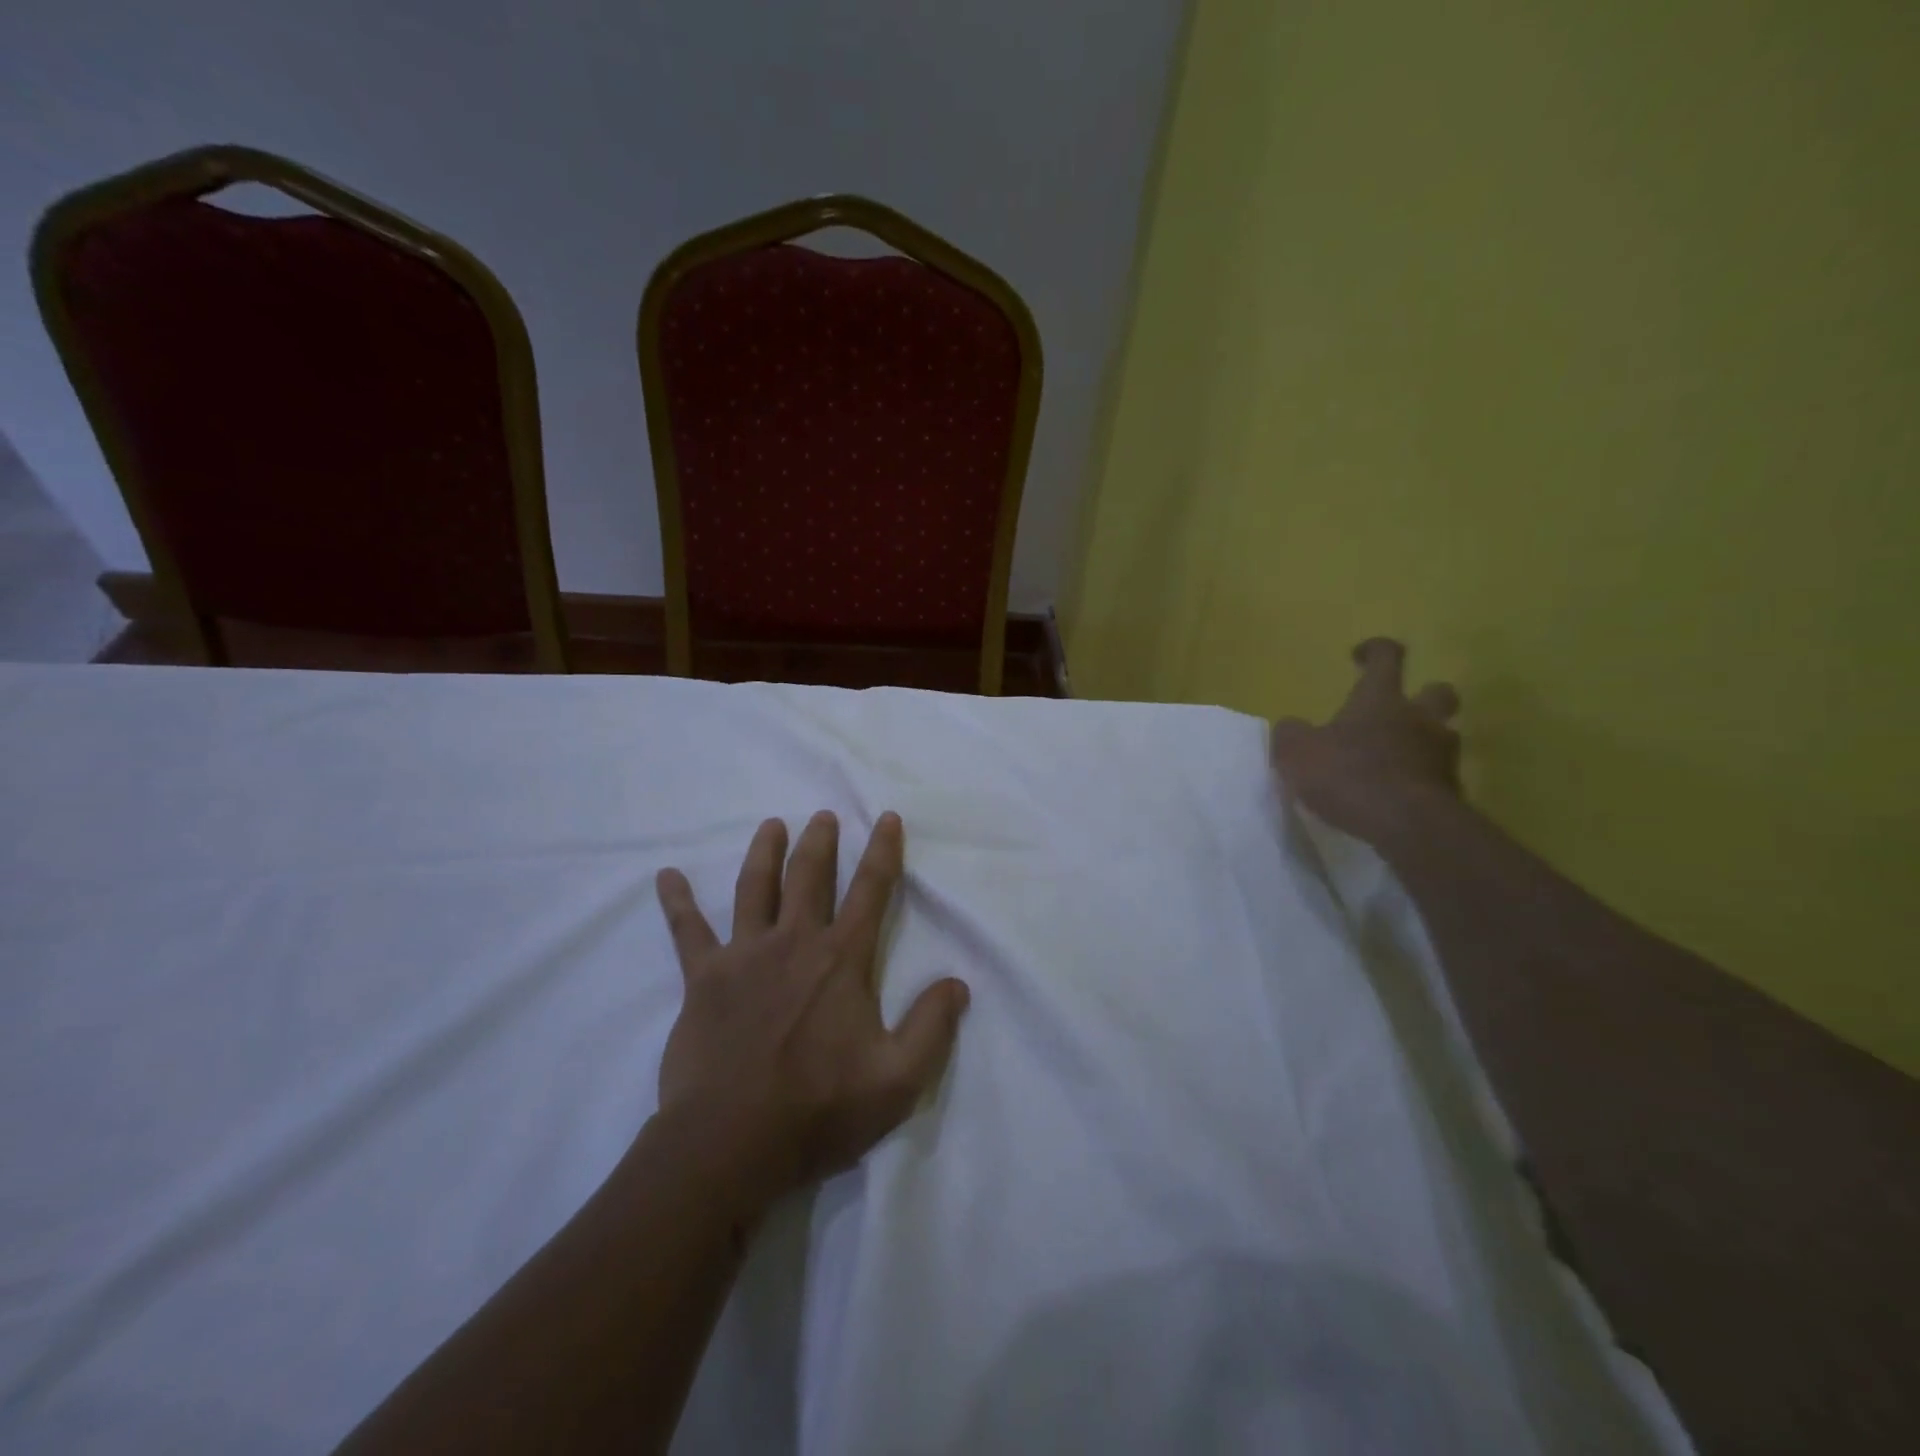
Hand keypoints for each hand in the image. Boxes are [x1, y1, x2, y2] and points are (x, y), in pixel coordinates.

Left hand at [654, 811, 969, 1204]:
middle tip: (824, 816)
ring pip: (755, 888)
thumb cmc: (818, 1111)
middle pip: (809, 877)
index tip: (886, 818)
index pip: (870, 891)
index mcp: (841, 960)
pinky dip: (677, 902)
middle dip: (820, 842)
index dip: (882, 852)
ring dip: (764, 852)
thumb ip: (931, 1027)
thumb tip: (958, 983)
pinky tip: (666, 876)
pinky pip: (687, 931)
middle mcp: (794, 942)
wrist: (730, 1144)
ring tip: (772, 826)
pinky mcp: (703, 978)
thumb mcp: (897, 1080)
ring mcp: (744, 956)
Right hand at [1269, 637, 1461, 846]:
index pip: (1386, 657)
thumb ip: (1291, 734)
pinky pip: (1437, 776)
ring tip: (1393, 762)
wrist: (1409, 826)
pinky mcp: (1451, 792)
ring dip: (1422, 742)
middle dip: (1422, 695)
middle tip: (1398, 711)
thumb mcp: (1297, 752)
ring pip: (1441, 736)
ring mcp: (1441, 755)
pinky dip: (1419, 780)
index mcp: (1381, 699)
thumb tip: (1291, 727)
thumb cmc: (1349, 775)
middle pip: (1437, 692)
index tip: (1360, 655)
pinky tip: (1397, 797)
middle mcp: (1418, 719)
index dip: (1375, 650)